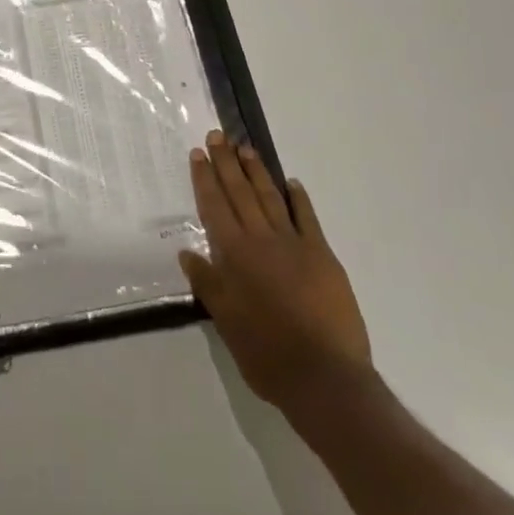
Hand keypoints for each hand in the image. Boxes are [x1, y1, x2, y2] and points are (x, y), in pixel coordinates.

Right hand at [180, 130, 372, 428]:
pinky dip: (298, 199)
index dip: (205, 179)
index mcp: (235, 255)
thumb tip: (187, 253)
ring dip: (256, 172)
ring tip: (245, 148)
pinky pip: (307, 219)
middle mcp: (262, 240)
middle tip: (218, 135)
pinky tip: (292, 183)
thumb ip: (208, 284)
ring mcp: (295, 245)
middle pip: (240, 193)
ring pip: (270, 198)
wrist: (326, 378)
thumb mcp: (226, 323)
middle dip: (226, 163)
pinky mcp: (323, 257)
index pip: (215, 207)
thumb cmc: (268, 354)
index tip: (198, 154)